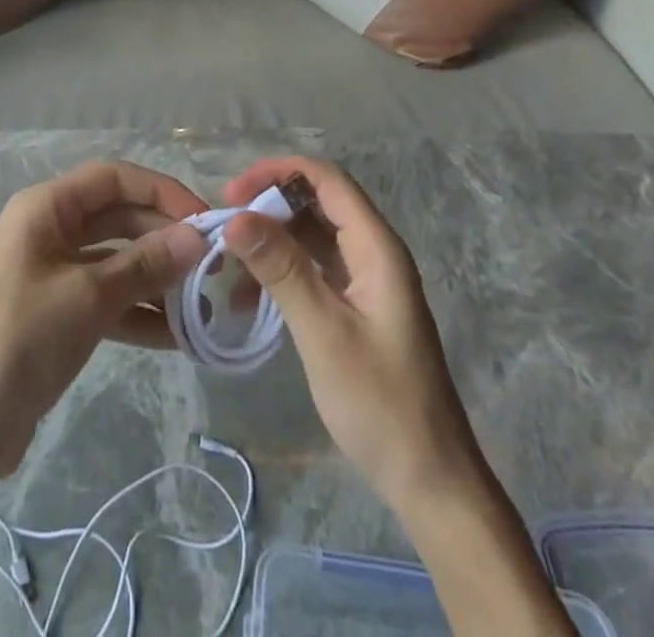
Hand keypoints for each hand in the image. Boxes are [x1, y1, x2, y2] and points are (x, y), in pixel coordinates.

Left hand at [0, 160, 208, 486]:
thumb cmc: (20, 339)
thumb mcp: (88, 296)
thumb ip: (144, 265)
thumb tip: (196, 238)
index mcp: (47, 207)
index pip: (113, 178)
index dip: (161, 192)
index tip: (205, 220)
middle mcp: (51, 230)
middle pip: (118, 218)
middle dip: (164, 238)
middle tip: (213, 267)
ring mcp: (54, 274)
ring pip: (117, 261)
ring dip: (157, 279)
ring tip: (205, 305)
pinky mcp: (59, 315)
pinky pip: (108, 300)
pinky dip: (139, 313)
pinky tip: (179, 338)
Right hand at [223, 157, 478, 508]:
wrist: (430, 481)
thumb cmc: (380, 403)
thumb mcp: (324, 332)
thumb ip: (282, 269)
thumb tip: (235, 217)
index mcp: (377, 248)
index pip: (327, 180)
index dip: (278, 172)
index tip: (232, 192)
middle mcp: (373, 253)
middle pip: (316, 203)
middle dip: (268, 206)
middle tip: (224, 226)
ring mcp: (365, 281)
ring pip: (311, 236)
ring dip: (269, 242)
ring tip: (228, 266)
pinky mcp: (355, 306)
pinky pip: (312, 268)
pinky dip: (280, 272)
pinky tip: (249, 299)